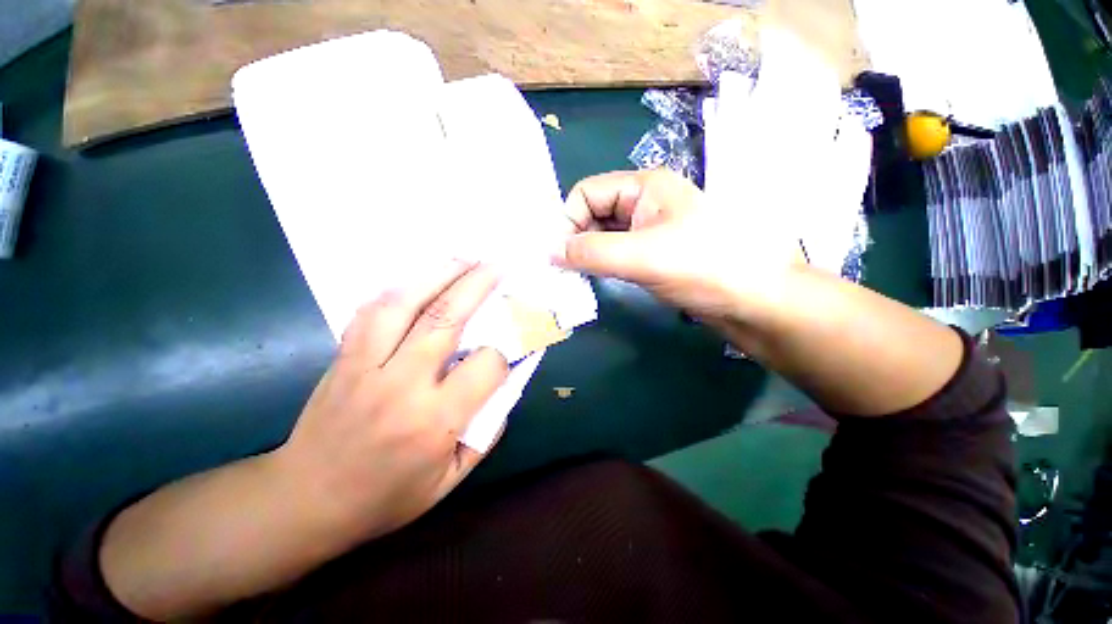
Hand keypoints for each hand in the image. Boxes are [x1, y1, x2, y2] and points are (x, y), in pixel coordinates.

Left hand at [275, 259, 508, 538]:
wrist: (304, 500)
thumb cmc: (385, 497)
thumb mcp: (451, 479)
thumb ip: (487, 430)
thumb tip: (506, 383)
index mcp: (433, 421)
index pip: (486, 366)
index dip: (505, 352)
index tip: (510, 347)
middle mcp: (401, 384)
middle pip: (445, 319)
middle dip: (477, 285)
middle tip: (496, 264)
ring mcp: (366, 365)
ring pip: (404, 304)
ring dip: (437, 275)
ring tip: (462, 259)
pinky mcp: (344, 356)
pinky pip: (372, 310)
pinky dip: (401, 289)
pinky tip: (420, 279)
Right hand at [556, 169, 804, 322]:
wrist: (754, 300)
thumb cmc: (704, 266)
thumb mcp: (642, 256)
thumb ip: (592, 252)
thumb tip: (549, 252)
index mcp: (644, 187)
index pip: (587, 193)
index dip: (568, 220)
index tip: (558, 255)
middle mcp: (644, 202)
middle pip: (594, 213)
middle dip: (575, 239)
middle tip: (562, 270)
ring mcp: (649, 230)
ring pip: (604, 235)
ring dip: (587, 254)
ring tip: (574, 277)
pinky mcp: (653, 254)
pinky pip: (616, 253)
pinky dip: (601, 264)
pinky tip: (594, 279)